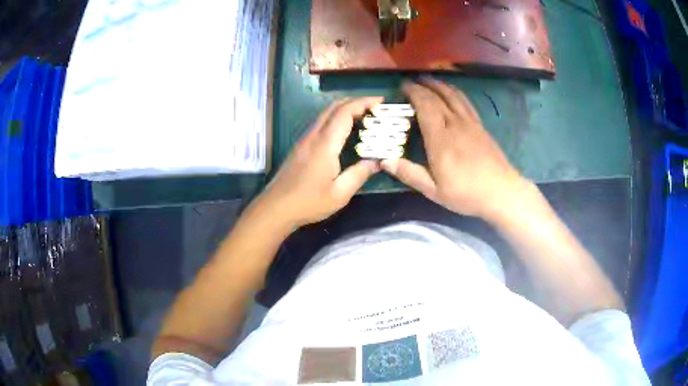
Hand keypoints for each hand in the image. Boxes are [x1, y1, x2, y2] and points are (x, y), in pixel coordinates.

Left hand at [256, 97, 383, 226]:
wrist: (276, 207)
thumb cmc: (308, 202)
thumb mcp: (339, 194)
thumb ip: (359, 174)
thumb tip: (377, 161)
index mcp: (325, 144)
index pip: (345, 112)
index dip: (364, 102)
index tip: (381, 102)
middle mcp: (314, 135)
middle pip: (335, 106)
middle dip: (357, 102)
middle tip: (376, 108)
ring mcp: (305, 139)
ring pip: (326, 113)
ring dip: (346, 109)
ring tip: (366, 117)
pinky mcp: (301, 145)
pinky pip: (321, 123)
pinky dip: (337, 118)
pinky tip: (347, 131)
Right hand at [381, 78, 529, 220]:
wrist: (501, 192)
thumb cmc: (466, 193)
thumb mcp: (434, 191)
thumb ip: (409, 174)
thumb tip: (384, 161)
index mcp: (440, 138)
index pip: (425, 106)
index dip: (413, 93)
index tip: (402, 87)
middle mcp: (455, 124)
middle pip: (437, 97)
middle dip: (422, 86)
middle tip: (411, 82)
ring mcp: (470, 123)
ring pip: (453, 95)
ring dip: (439, 84)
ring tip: (428, 79)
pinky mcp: (480, 126)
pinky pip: (465, 102)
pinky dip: (455, 92)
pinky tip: (452, 91)